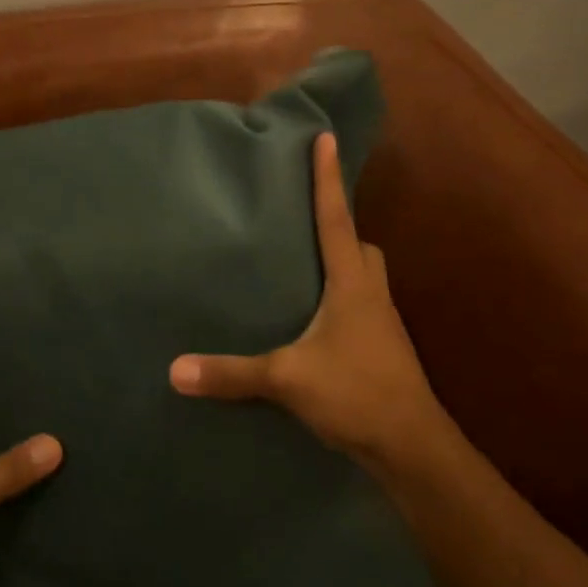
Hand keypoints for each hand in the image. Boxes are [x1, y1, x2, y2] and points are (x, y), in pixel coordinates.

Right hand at [169, 132, 454, 475]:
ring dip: (343, 265)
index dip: (328, 179)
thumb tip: (175, 370)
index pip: (337, 219)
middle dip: (341, 226)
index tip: (325, 139)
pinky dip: (341, 300)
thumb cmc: (356, 394)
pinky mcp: (382, 350)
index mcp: (351, 284)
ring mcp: (382, 324)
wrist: (413, 447)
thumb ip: (232, 374)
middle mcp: (371, 295)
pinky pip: (362, 307)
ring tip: (305, 269)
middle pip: (361, 246)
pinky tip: (315, 322)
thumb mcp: (287, 379)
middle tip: (307, 221)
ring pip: (366, 277)